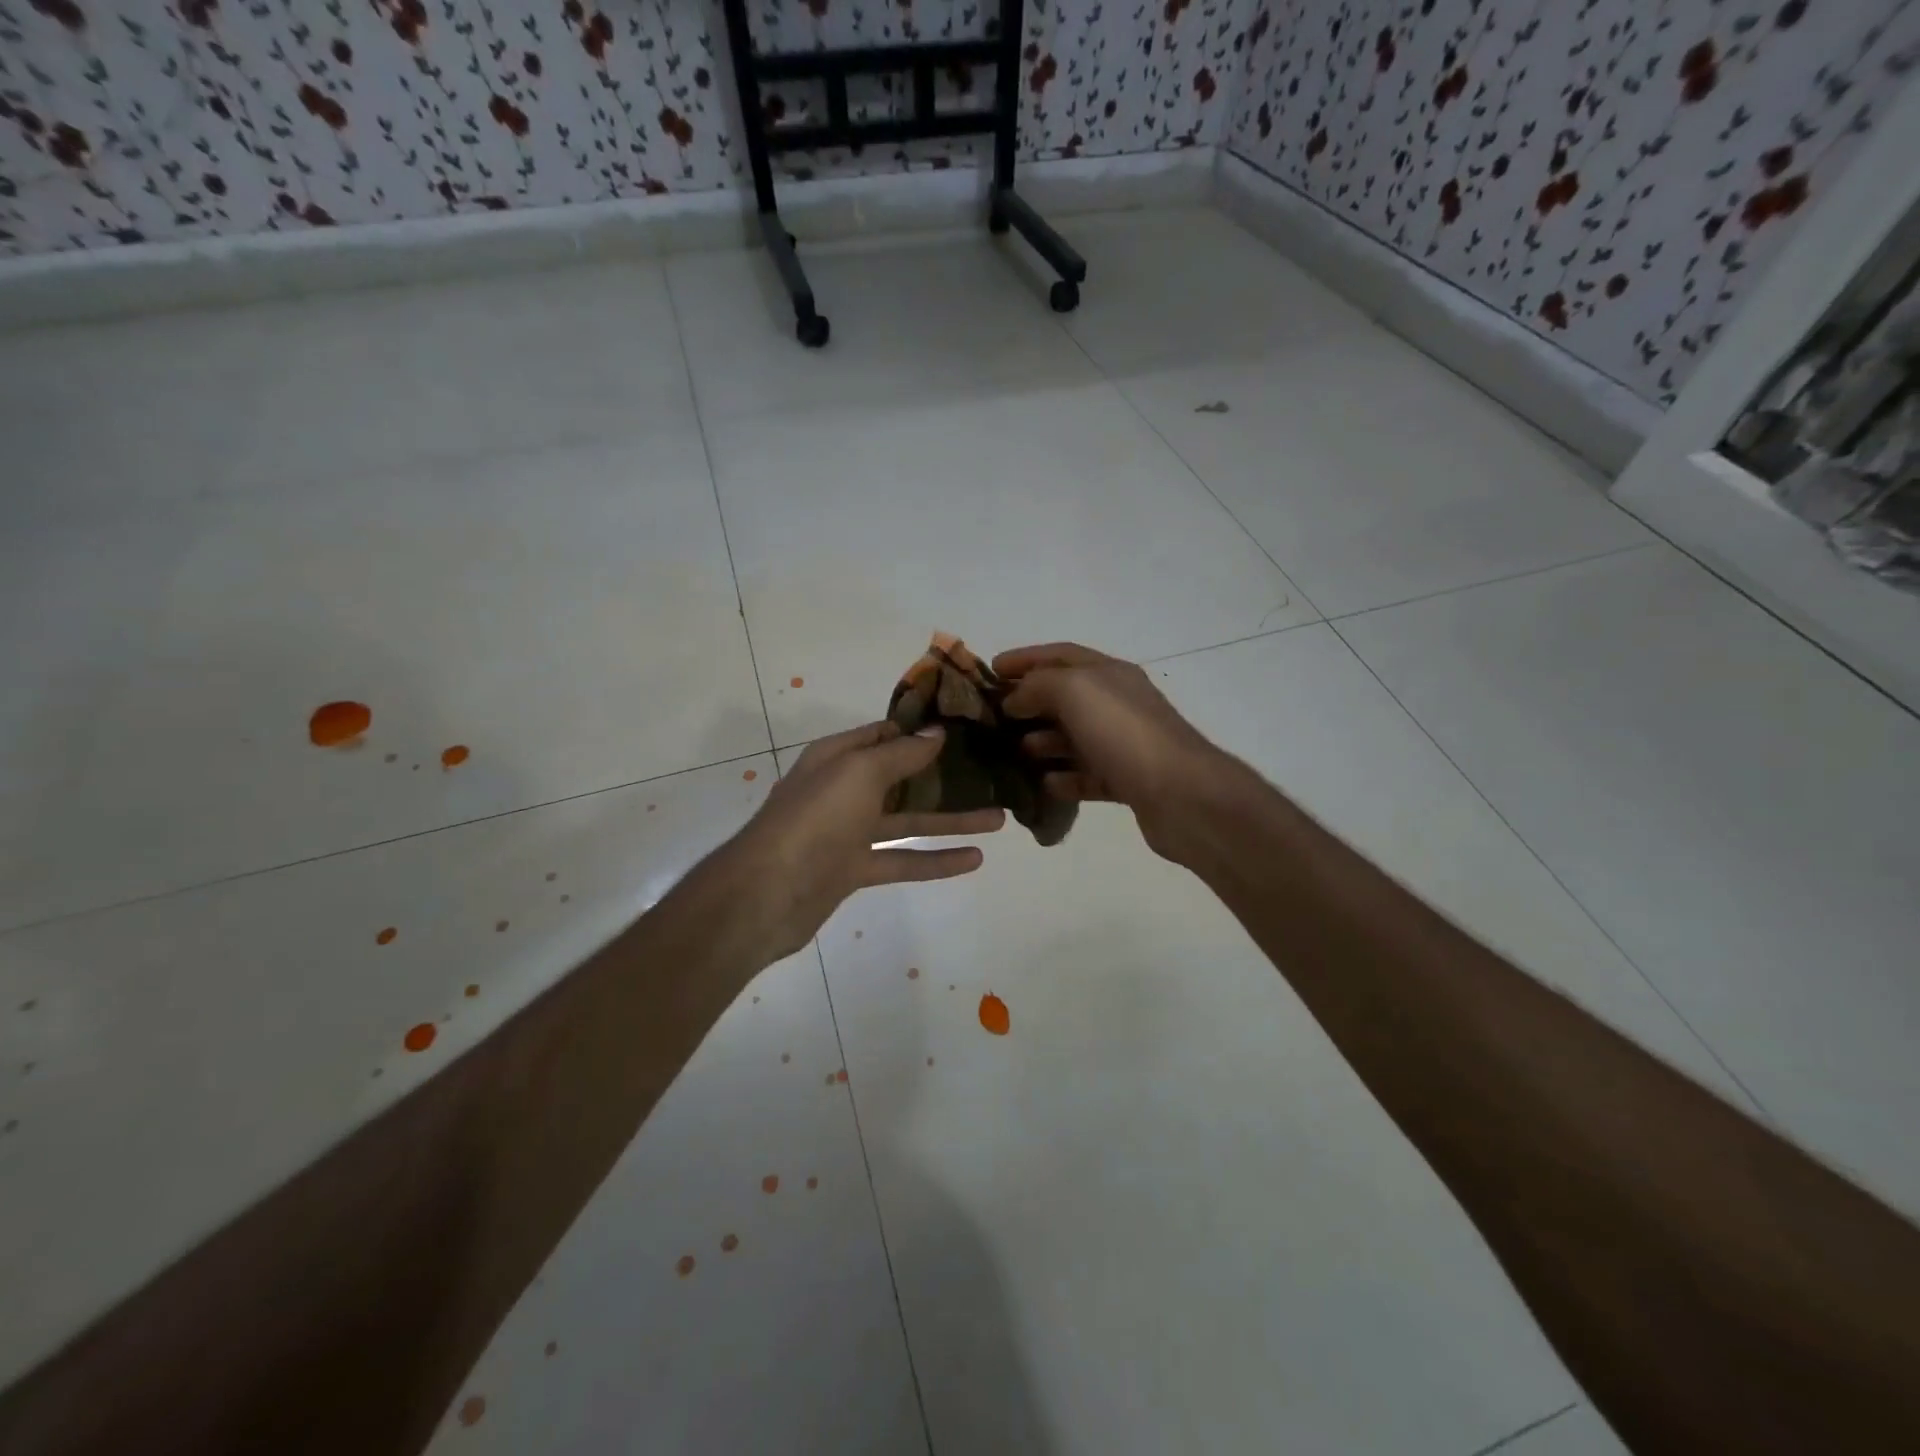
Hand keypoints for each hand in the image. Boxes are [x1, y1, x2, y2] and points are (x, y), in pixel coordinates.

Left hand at [722, 721, 1005, 962]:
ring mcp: (849, 831)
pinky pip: (903, 860)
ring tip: (999, 817)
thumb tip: (936, 732)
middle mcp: (844, 789)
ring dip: (951, 819)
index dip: (921, 729)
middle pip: (902, 777)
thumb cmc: (815, 818)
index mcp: (838, 757)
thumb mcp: (859, 773)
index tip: (965, 726)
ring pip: (909, 821)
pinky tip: (974, 859)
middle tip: (991, 772)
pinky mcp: (855, 869)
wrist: (768, 893)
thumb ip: (901, 754)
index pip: (884, 733)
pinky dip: (936, 860)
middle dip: (944, 776)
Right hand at [994, 642, 1229, 863]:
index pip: (1061, 654)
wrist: (1182, 794)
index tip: (991, 670)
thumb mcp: (1074, 690)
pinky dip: (1064, 778)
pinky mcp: (1128, 781)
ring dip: (1043, 742)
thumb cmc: (1124, 733)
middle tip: (994, 718)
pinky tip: (1043, 785)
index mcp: (1109, 673)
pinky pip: (1088, 775)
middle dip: (1029, 703)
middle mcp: (1119, 704)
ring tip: (1015, 753)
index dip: (1025, 658)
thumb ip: (1038, 685)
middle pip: (1066, 697)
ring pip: (1075, 737)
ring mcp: (1124, 744)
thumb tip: (1014, 699)